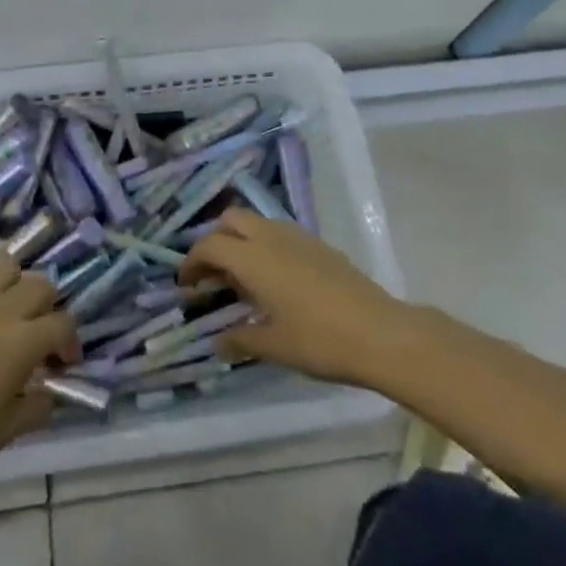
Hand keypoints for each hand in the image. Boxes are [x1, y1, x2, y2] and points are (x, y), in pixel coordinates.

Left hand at [0, 253, 79, 514]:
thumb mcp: (6, 432)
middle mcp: (0, 309)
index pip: (63, 324)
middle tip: (37, 335)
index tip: (62, 364)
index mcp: (23, 341)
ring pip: (5, 264)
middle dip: (47, 308)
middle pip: (40, 285)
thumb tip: (48, 393)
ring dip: (14, 282)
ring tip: (6, 310)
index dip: (70, 343)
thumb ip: (36, 406)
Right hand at [179, 209, 413, 388]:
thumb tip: (217, 343)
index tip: (186, 285)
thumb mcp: (274, 346)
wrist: (379, 332)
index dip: (192, 261)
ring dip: (242, 240)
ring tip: (244, 280)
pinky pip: (280, 232)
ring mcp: (298, 237)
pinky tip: (276, 280)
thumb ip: (240, 340)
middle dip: (215, 240)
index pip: (210, 245)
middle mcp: (272, 237)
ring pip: (258, 222)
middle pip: (232, 219)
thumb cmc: (319, 340)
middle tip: (213, 275)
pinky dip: (265, 245)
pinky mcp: (319, 244)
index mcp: (253, 258)